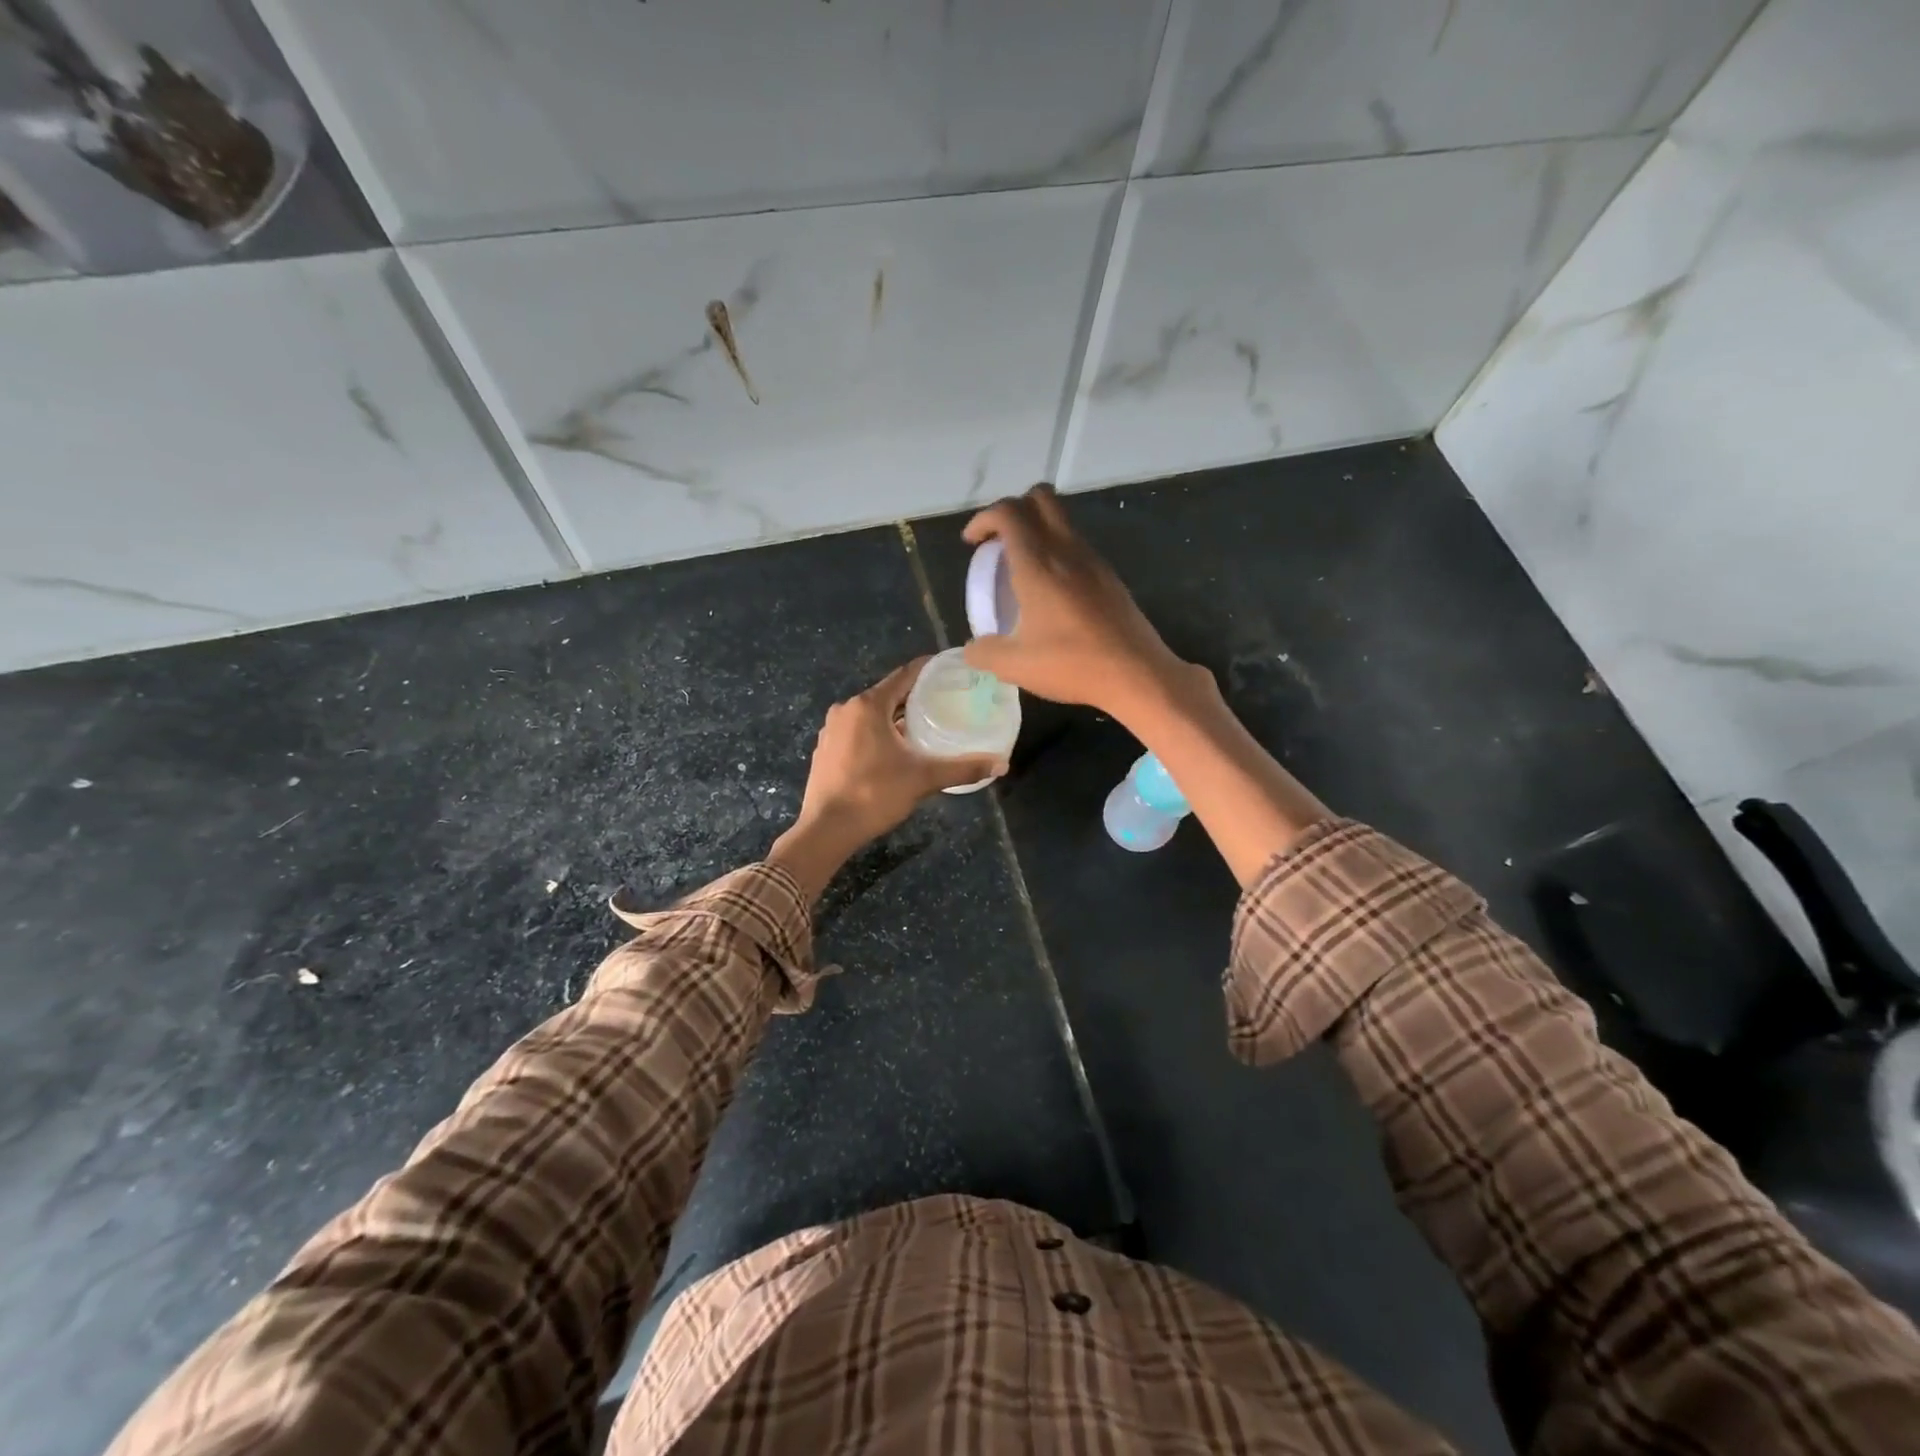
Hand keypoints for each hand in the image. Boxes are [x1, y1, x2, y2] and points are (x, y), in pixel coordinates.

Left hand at [770, 660, 1002, 900]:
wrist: (826, 829)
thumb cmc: (875, 794)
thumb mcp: (923, 779)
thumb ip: (963, 768)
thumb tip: (1002, 764)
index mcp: (868, 705)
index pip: (904, 676)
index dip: (928, 670)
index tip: (949, 669)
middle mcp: (846, 709)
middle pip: (887, 694)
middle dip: (914, 698)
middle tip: (944, 702)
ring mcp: (831, 729)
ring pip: (870, 714)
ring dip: (894, 718)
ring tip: (923, 726)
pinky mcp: (825, 749)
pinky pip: (856, 731)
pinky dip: (876, 733)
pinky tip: (893, 750)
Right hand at [961, 485, 1197, 725]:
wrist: (1136, 674)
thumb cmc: (1072, 665)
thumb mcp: (1015, 666)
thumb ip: (984, 653)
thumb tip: (971, 648)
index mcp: (1038, 564)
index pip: (1008, 512)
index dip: (984, 518)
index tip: (971, 543)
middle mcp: (1066, 550)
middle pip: (1040, 498)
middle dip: (1013, 509)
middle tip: (998, 542)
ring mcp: (1092, 560)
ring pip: (1061, 519)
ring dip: (1037, 528)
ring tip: (1021, 566)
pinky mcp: (1109, 576)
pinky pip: (1076, 544)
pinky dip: (1056, 550)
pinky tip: (1051, 589)